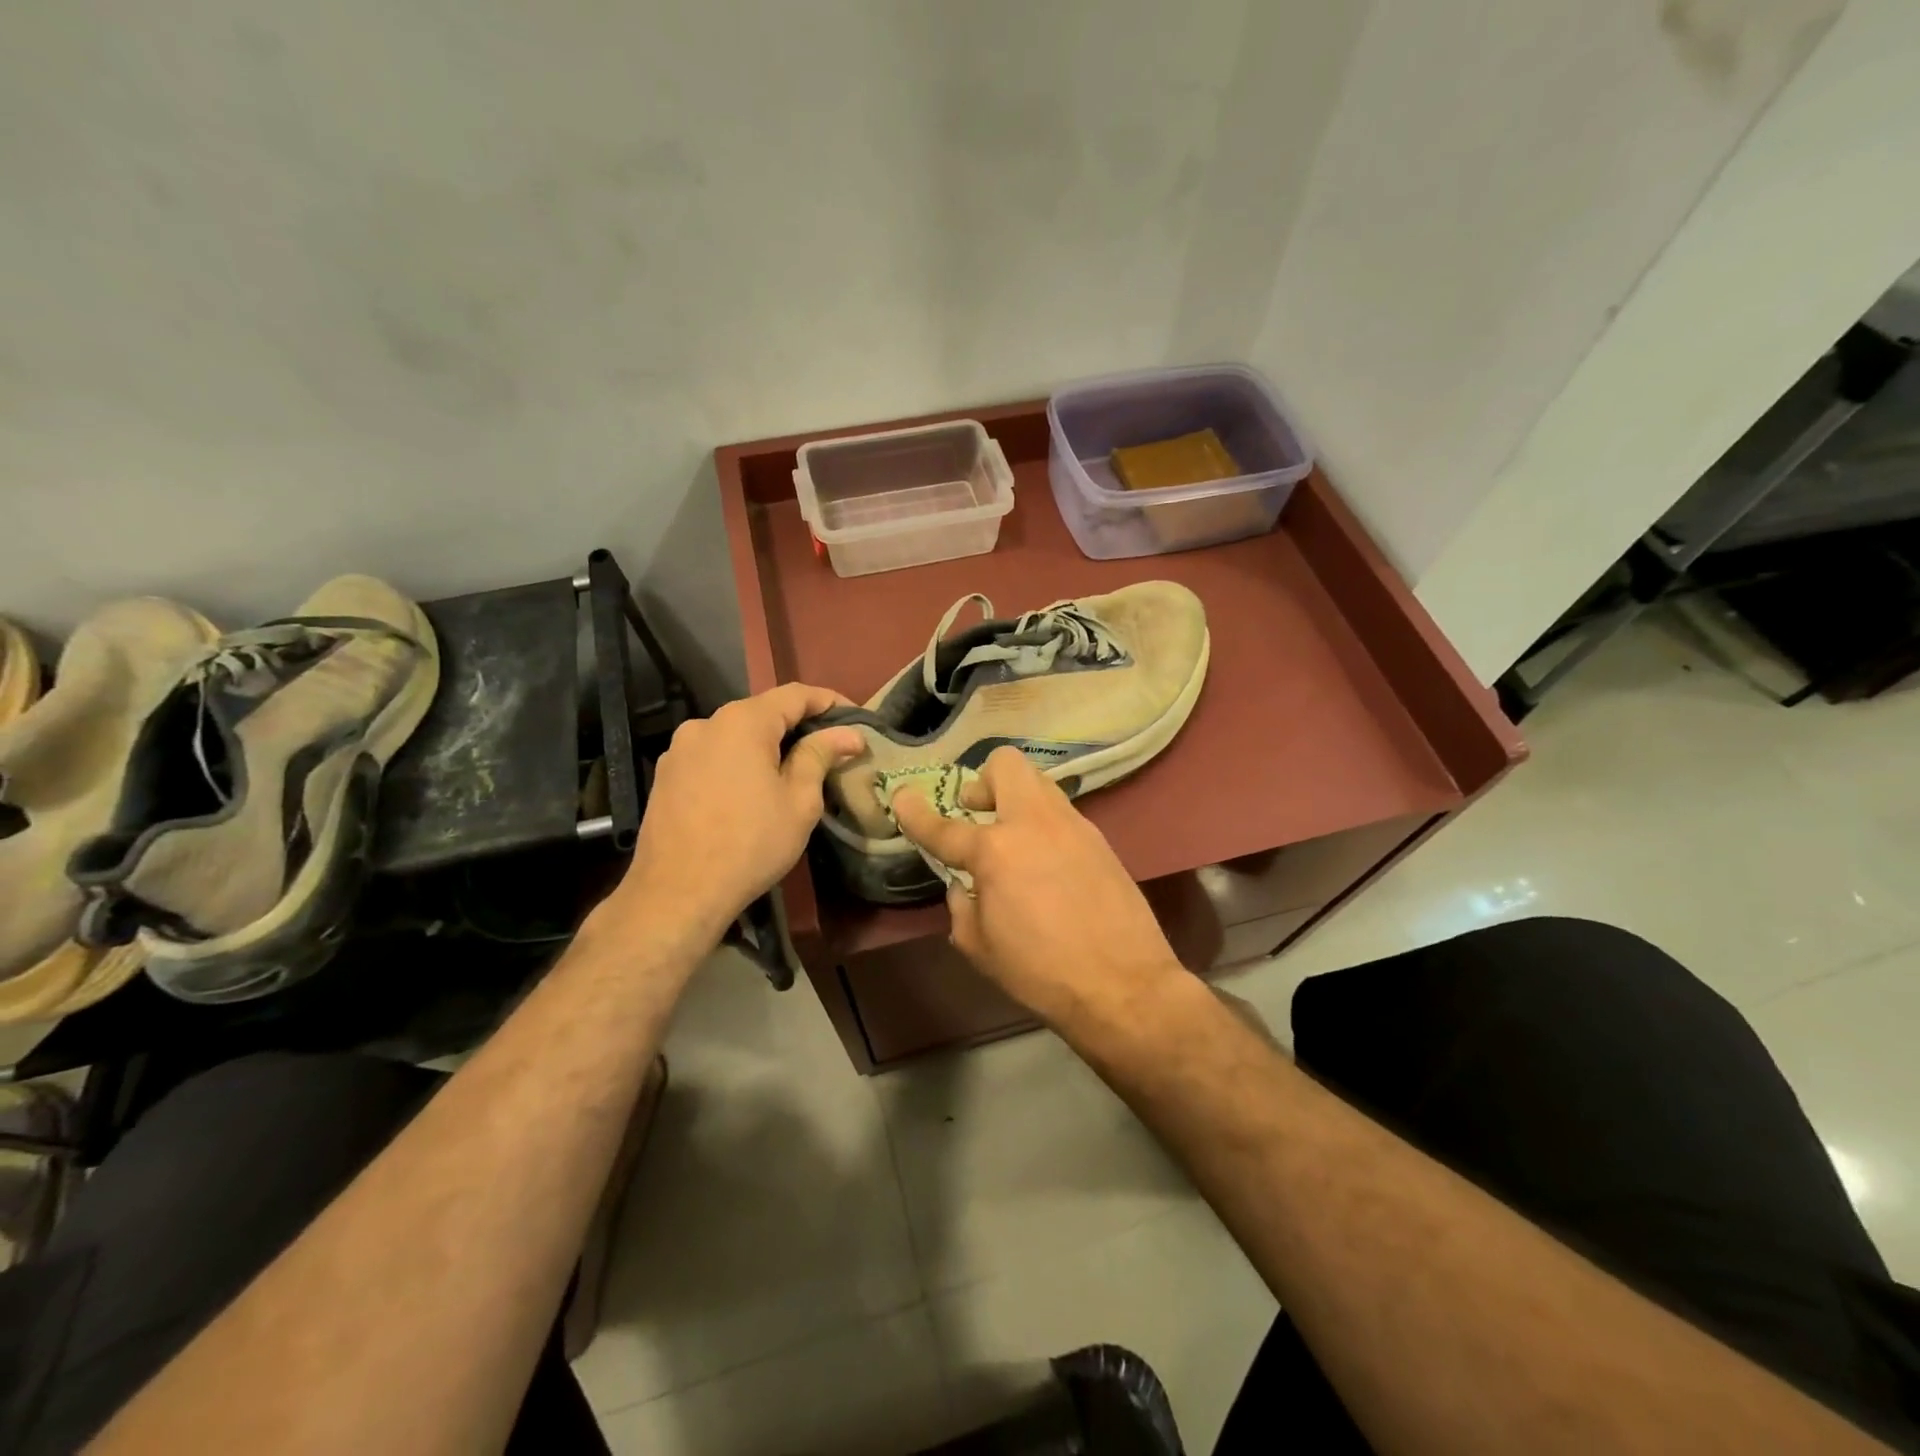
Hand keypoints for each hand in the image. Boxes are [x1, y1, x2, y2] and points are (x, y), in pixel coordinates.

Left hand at [613, 683, 862, 946]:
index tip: (857, 719)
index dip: (830, 702)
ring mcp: (680, 749)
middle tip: (831, 750)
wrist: (677, 893)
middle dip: (799, 726)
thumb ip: (820, 755)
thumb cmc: (750, 843)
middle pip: (763, 712)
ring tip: (792, 774)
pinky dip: (739, 763)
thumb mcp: (799, 801)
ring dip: (767, 746)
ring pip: (736, 735)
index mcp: (742, 722)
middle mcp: (706, 723)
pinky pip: (713, 756)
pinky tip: (751, 792)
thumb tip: (848, 733)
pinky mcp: (666, 775)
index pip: (795, 694)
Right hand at [891, 747, 1185, 1029]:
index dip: (915, 812)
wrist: (1124, 985)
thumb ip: (963, 906)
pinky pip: (1061, 814)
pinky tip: (1045, 863)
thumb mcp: (980, 947)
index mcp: (995, 851)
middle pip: (1006, 765)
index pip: (944, 826)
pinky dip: (1043, 825)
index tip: (902, 796)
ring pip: (1039, 783)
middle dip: (983, 780)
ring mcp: (1073, 826)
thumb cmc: (1040, 972)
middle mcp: (1033, 823)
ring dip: (1016, 799)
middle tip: (976, 813)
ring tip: (1012, 839)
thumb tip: (965, 886)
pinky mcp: (1100, 839)